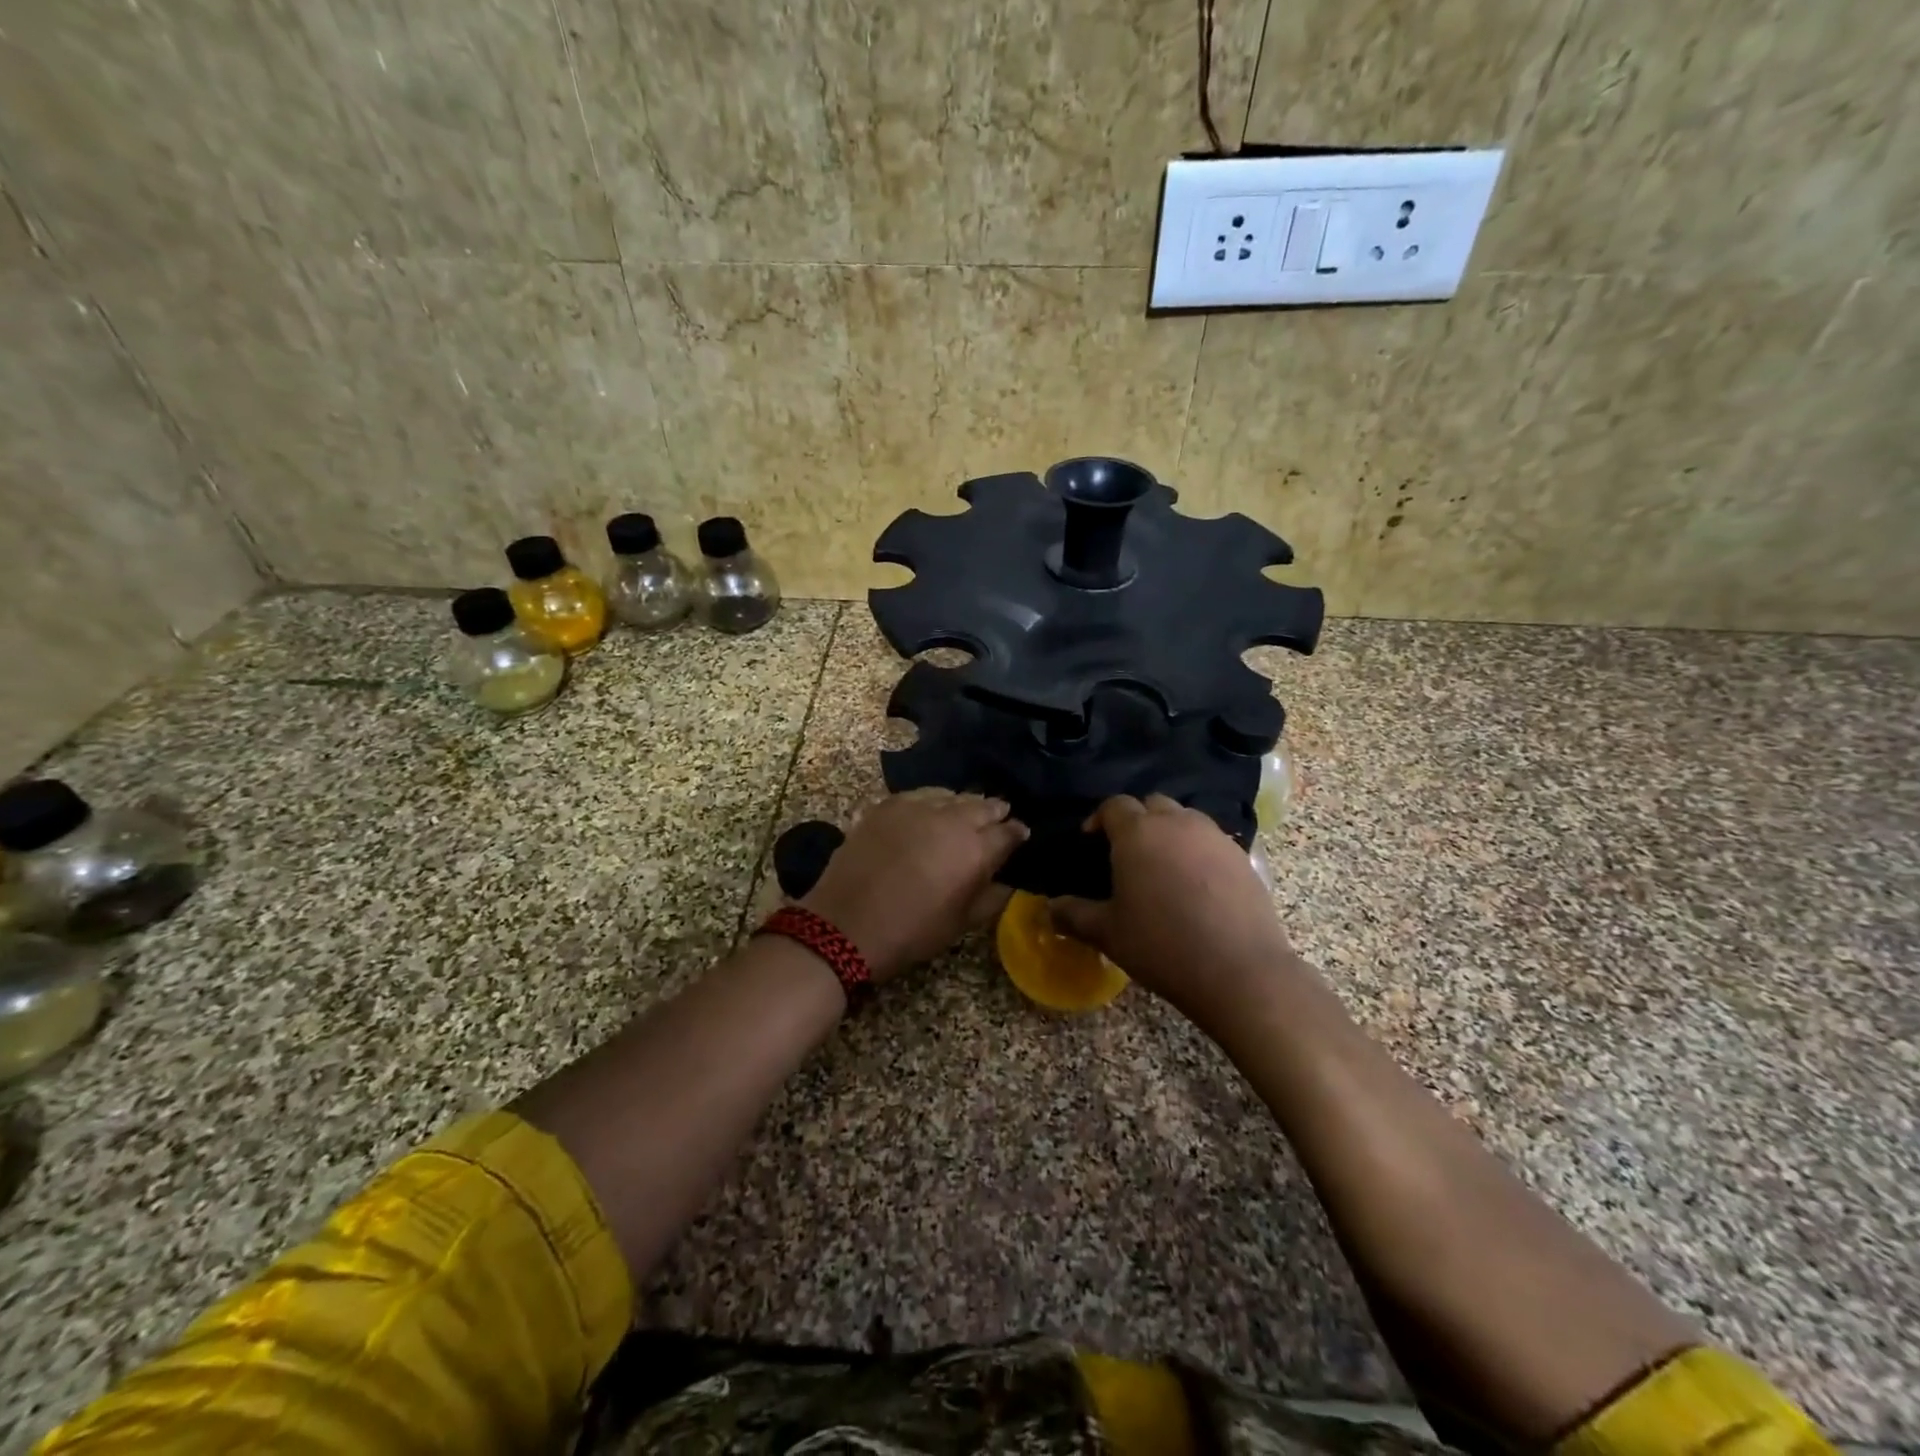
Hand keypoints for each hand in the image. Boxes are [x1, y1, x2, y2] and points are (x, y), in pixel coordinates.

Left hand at [801, 789, 1027, 980]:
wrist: (846, 925)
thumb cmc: (911, 932)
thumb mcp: (961, 924)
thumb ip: (992, 896)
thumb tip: (1010, 880)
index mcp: (975, 850)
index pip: (1008, 831)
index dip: (1017, 833)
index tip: (1019, 836)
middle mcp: (951, 819)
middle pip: (983, 805)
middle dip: (994, 813)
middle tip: (996, 822)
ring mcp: (917, 807)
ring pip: (952, 794)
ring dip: (963, 804)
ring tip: (963, 815)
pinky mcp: (888, 804)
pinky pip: (920, 794)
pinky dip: (932, 800)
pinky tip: (929, 811)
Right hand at [1050, 795, 1295, 1026]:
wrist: (1240, 971)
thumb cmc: (1162, 946)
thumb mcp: (1108, 933)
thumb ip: (1073, 914)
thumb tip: (1049, 908)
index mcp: (1138, 833)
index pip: (1114, 805)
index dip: (1098, 819)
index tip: (1090, 841)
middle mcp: (1177, 823)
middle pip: (1152, 804)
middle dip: (1136, 820)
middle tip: (1126, 852)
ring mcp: (1214, 837)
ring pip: (1185, 818)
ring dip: (1169, 831)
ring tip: (1162, 866)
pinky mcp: (1243, 856)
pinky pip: (1211, 840)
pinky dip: (1197, 850)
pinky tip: (1195, 884)